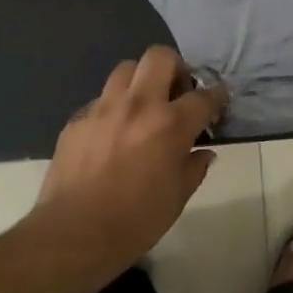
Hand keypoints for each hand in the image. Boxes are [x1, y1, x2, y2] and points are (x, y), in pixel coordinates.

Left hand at [32, 46, 228, 273]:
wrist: (73, 234)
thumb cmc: (135, 222)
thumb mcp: (177, 198)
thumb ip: (194, 167)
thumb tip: (203, 152)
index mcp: (169, 125)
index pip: (204, 96)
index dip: (217, 97)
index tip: (219, 102)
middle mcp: (137, 105)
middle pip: (160, 57)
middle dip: (175, 68)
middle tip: (177, 92)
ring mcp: (103, 108)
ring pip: (125, 70)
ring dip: (141, 81)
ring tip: (144, 106)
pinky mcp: (77, 119)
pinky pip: (100, 99)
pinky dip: (113, 108)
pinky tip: (113, 133)